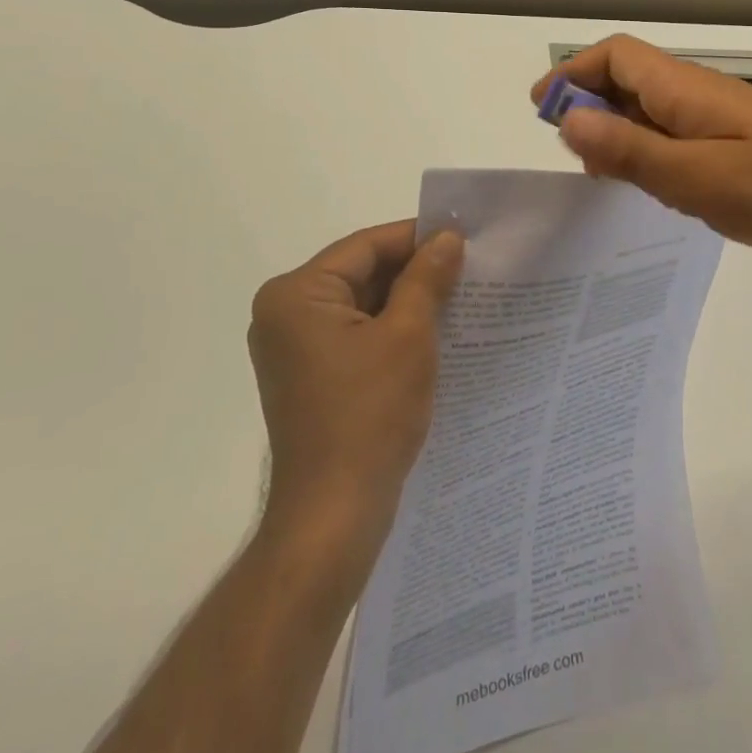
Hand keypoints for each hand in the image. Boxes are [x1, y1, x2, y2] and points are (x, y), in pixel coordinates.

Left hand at [249, 221, 464, 565]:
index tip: (462, 236)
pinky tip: (433, 330)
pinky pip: (355, 333)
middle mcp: (284, 313)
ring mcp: (294, 347)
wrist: (334, 516)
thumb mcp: (409, 335)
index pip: (365, 246)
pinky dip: (390, 328)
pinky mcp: (309, 375)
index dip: (416, 237)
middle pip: (360, 272)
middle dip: (413, 270)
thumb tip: (448, 237)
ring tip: (459, 295)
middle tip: (467, 266)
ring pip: (360, 303)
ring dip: (406, 300)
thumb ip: (427, 277)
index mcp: (296, 294)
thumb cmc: (369, 415)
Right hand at [532, 35, 751, 269]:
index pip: (615, 56)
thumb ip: (630, 149)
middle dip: (590, 107)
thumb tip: (567, 119)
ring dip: (619, 133)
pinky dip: (650, 152)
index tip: (543, 111)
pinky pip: (676, 134)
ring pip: (651, 110)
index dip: (573, 74)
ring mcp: (718, 116)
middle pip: (628, 80)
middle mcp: (696, 92)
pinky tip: (657, 190)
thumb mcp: (695, 177)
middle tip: (573, 157)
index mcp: (683, 88)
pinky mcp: (735, 141)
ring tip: (606, 180)